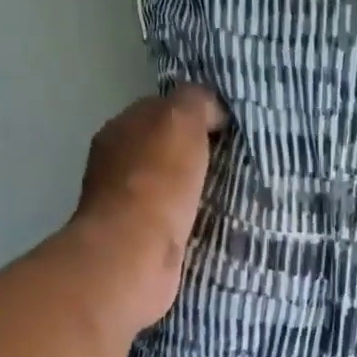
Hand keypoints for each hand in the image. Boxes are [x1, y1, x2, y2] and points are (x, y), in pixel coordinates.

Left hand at [69, 86, 225, 328]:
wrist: (135, 254)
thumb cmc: (157, 181)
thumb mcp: (181, 120)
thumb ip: (196, 102)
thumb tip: (212, 109)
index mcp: (121, 128)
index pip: (161, 110)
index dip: (195, 114)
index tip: (230, 127)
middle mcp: (118, 164)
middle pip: (165, 151)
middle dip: (197, 155)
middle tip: (239, 161)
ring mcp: (127, 206)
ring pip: (171, 188)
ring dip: (196, 190)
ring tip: (235, 193)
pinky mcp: (141, 242)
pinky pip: (175, 221)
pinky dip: (192, 220)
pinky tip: (216, 223)